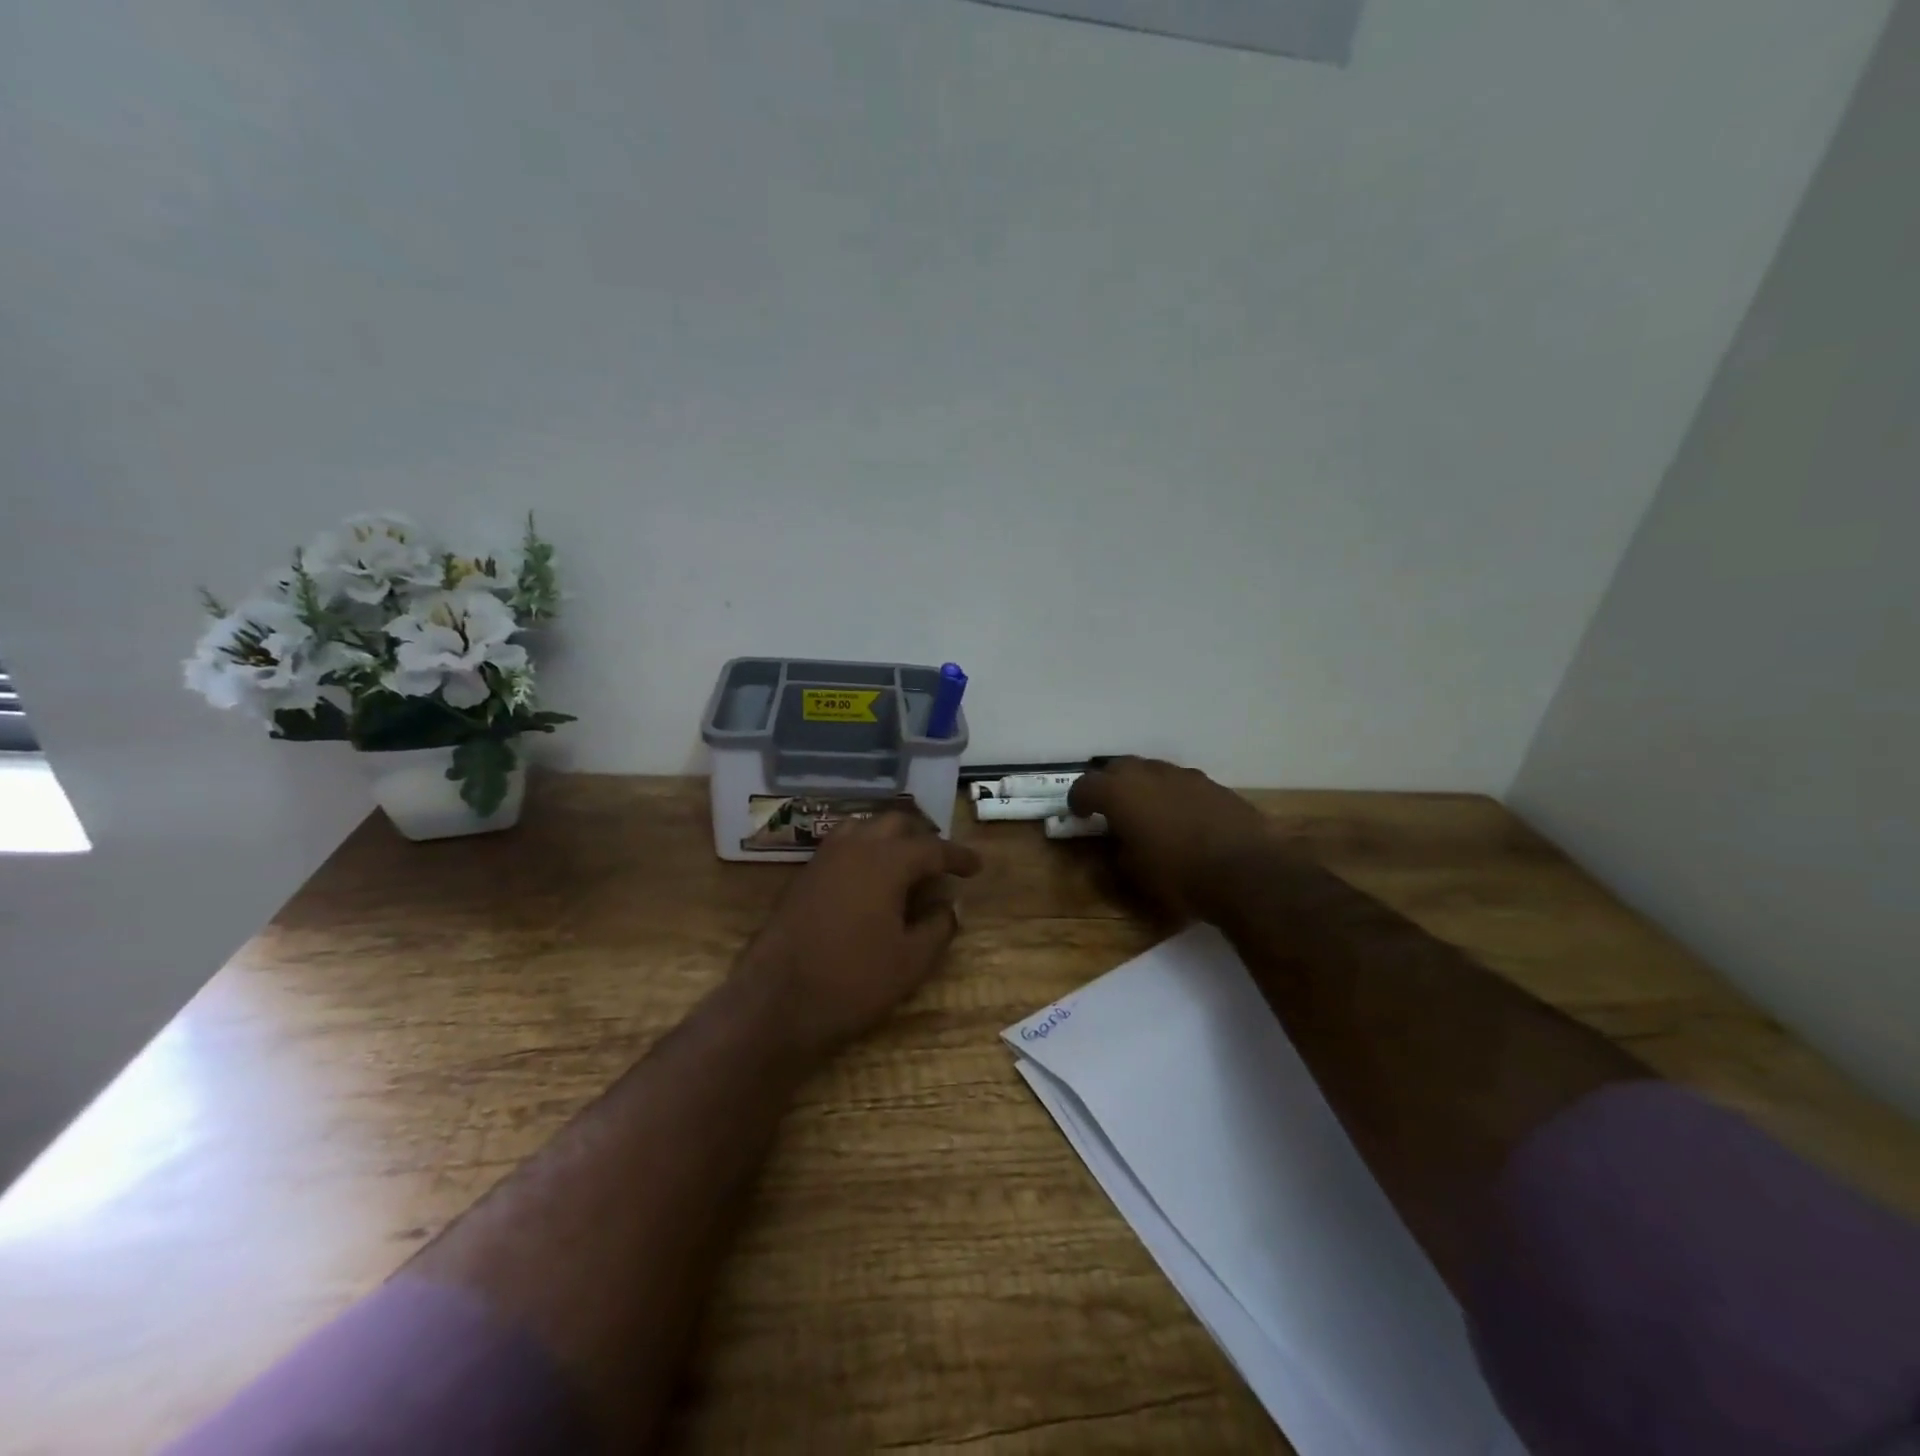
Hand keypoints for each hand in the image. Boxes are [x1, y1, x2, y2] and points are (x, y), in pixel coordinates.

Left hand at [734, 810, 982, 1061]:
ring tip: (906, 863)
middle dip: (923, 837)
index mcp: (886, 861)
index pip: (932, 847)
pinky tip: (870, 879)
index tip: (976, 866)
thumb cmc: (852, 981)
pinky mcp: (803, 876)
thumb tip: (949, 906)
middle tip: (940, 861)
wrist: (775, 1001)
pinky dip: (864, 850)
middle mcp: (854, 847)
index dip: (958, 856)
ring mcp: (823, 859)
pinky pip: (842, 846)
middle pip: (896, 823)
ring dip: (889, 838)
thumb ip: (938, 927)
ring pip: (864, 828)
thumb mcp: (910, 961)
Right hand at [1068, 757, 1270, 921]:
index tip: (1078, 813)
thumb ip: (1115, 855)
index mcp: (1119, 792)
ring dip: (1143, 787)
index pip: (1085, 785)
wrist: (1246, 871)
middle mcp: (1149, 774)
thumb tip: (1115, 846)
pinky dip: (1173, 796)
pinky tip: (1182, 819)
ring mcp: (1184, 776)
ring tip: (1147, 812)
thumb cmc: (1178, 875)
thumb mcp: (1133, 876)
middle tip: (1109, 807)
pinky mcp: (1213, 785)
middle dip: (1109, 784)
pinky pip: (1181, 784)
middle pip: (1118, 768)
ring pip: (1153, 772)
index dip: (1078, 799)